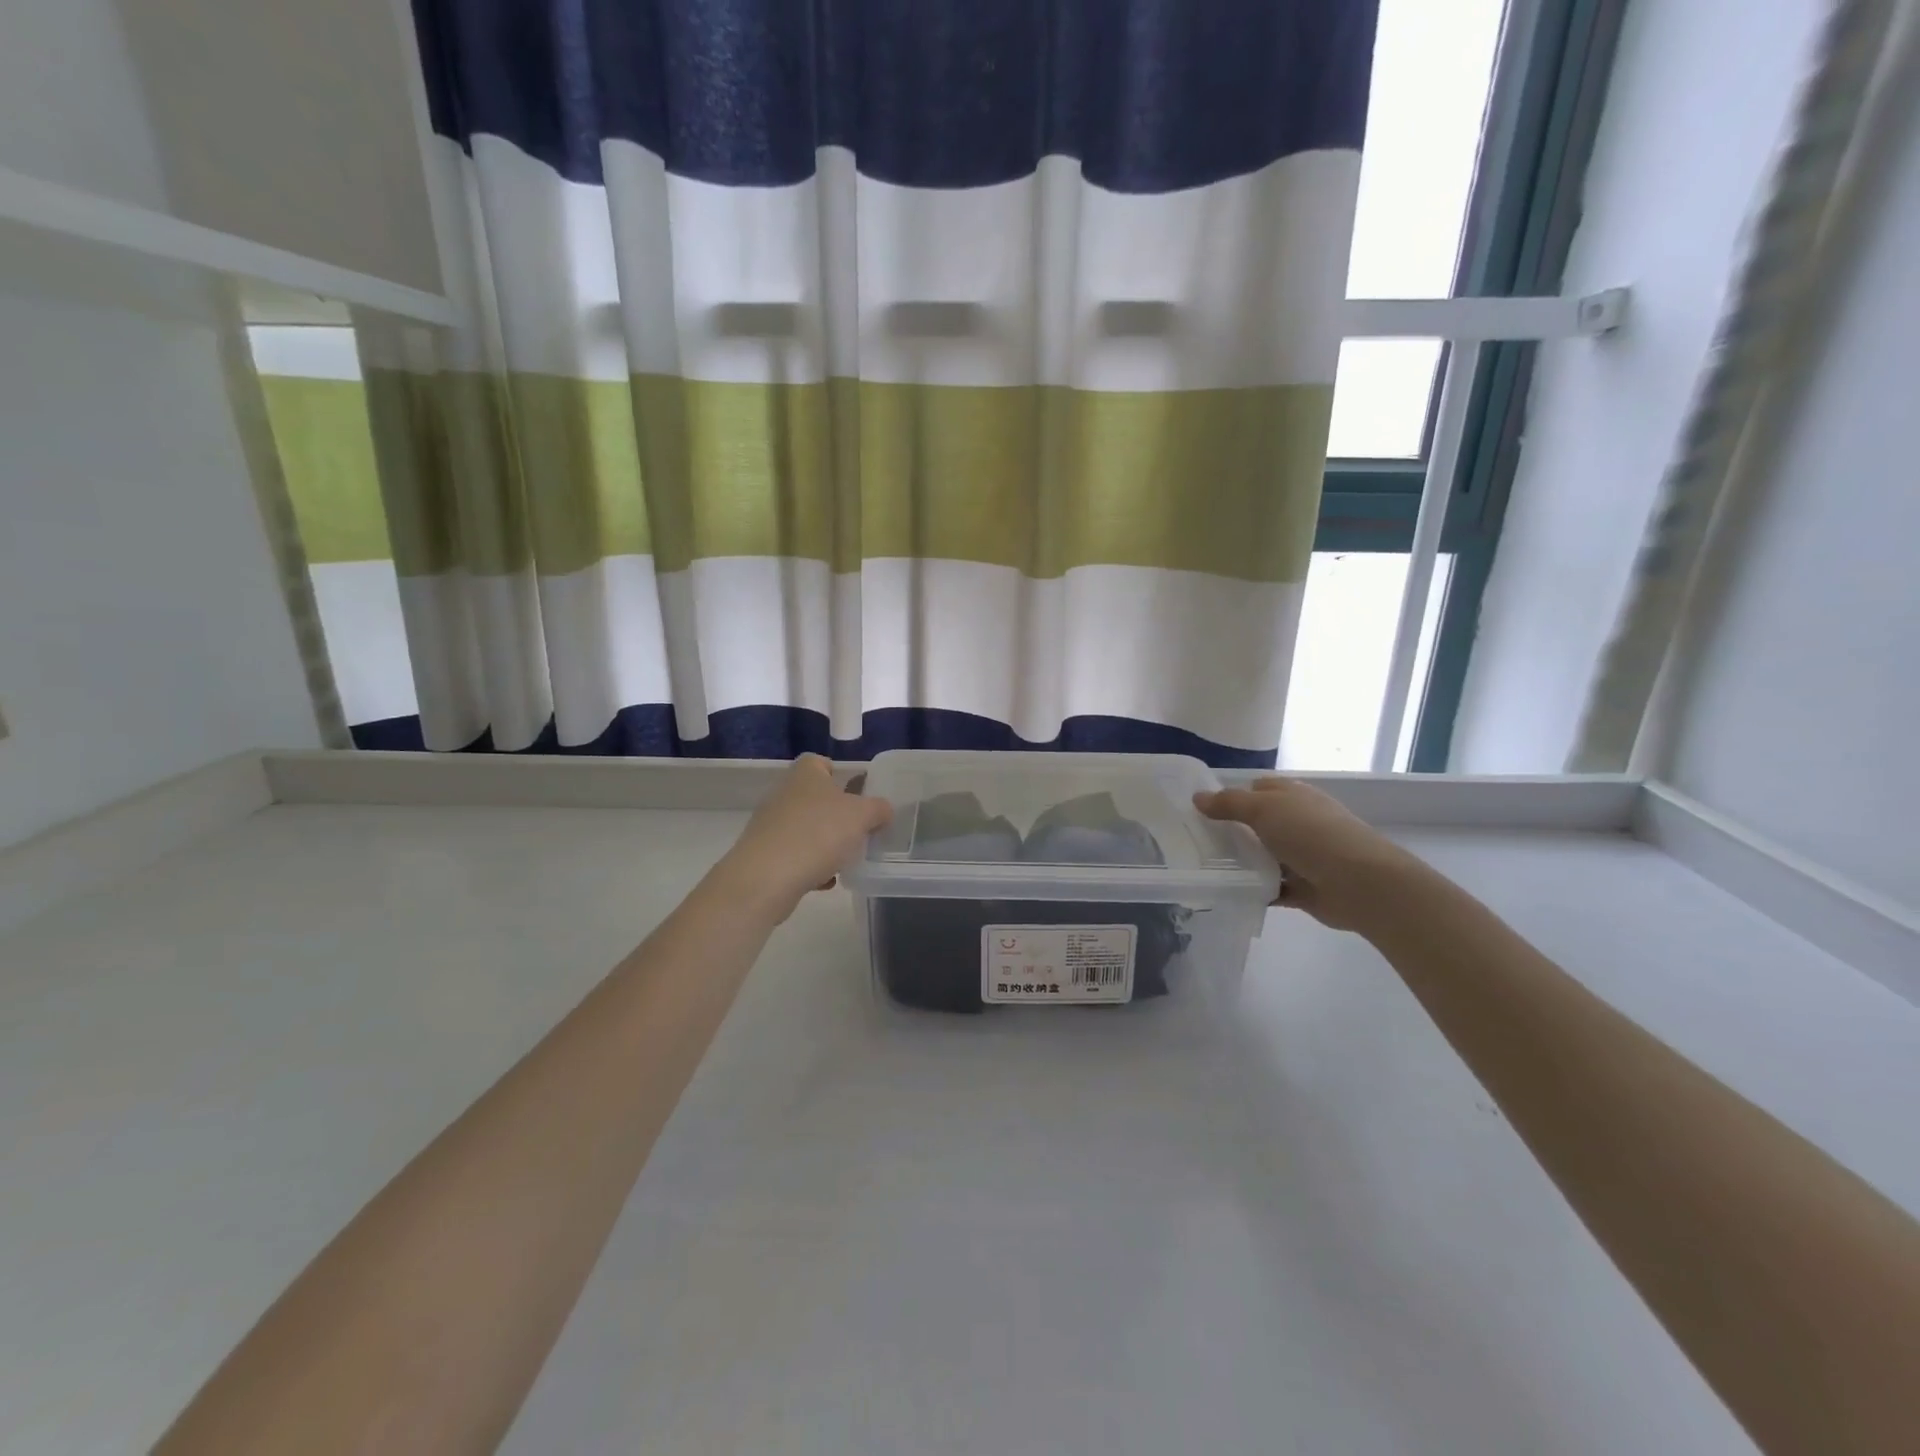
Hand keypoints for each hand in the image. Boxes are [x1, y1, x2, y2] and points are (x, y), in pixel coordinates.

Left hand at [711, 755, 892, 922]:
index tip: (858, 794)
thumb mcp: (862, 816)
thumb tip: (883, 810)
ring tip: (846, 861)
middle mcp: (784, 794)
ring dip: (826, 843)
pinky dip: (811, 866)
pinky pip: (795, 856)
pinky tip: (825, 881)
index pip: (820, 762)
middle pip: (816, 798)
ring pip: (807, 829)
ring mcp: (771, 825)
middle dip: (838, 815)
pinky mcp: (764, 855)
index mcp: (805, 775)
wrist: (766, 879)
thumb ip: (879, 809)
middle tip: (860, 831)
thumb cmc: (817, 834)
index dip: (839, 773)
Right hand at [1194, 777, 1414, 932]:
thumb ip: (1229, 804)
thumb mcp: (1264, 809)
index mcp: (1293, 796)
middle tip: (1195, 841)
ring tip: (1205, 868)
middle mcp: (1299, 822)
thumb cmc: (1311, 834)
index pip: (1258, 788)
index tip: (1202, 809)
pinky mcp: (1304, 888)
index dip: (1232, 795)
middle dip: (1232, 831)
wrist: (1360, 883)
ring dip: (1242, 863)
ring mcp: (1303, 856)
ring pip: (1264, 856)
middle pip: (1258, 823)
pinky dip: (1255, 891)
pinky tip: (1229, 893)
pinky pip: (1271, 888)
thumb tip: (1197, 797)